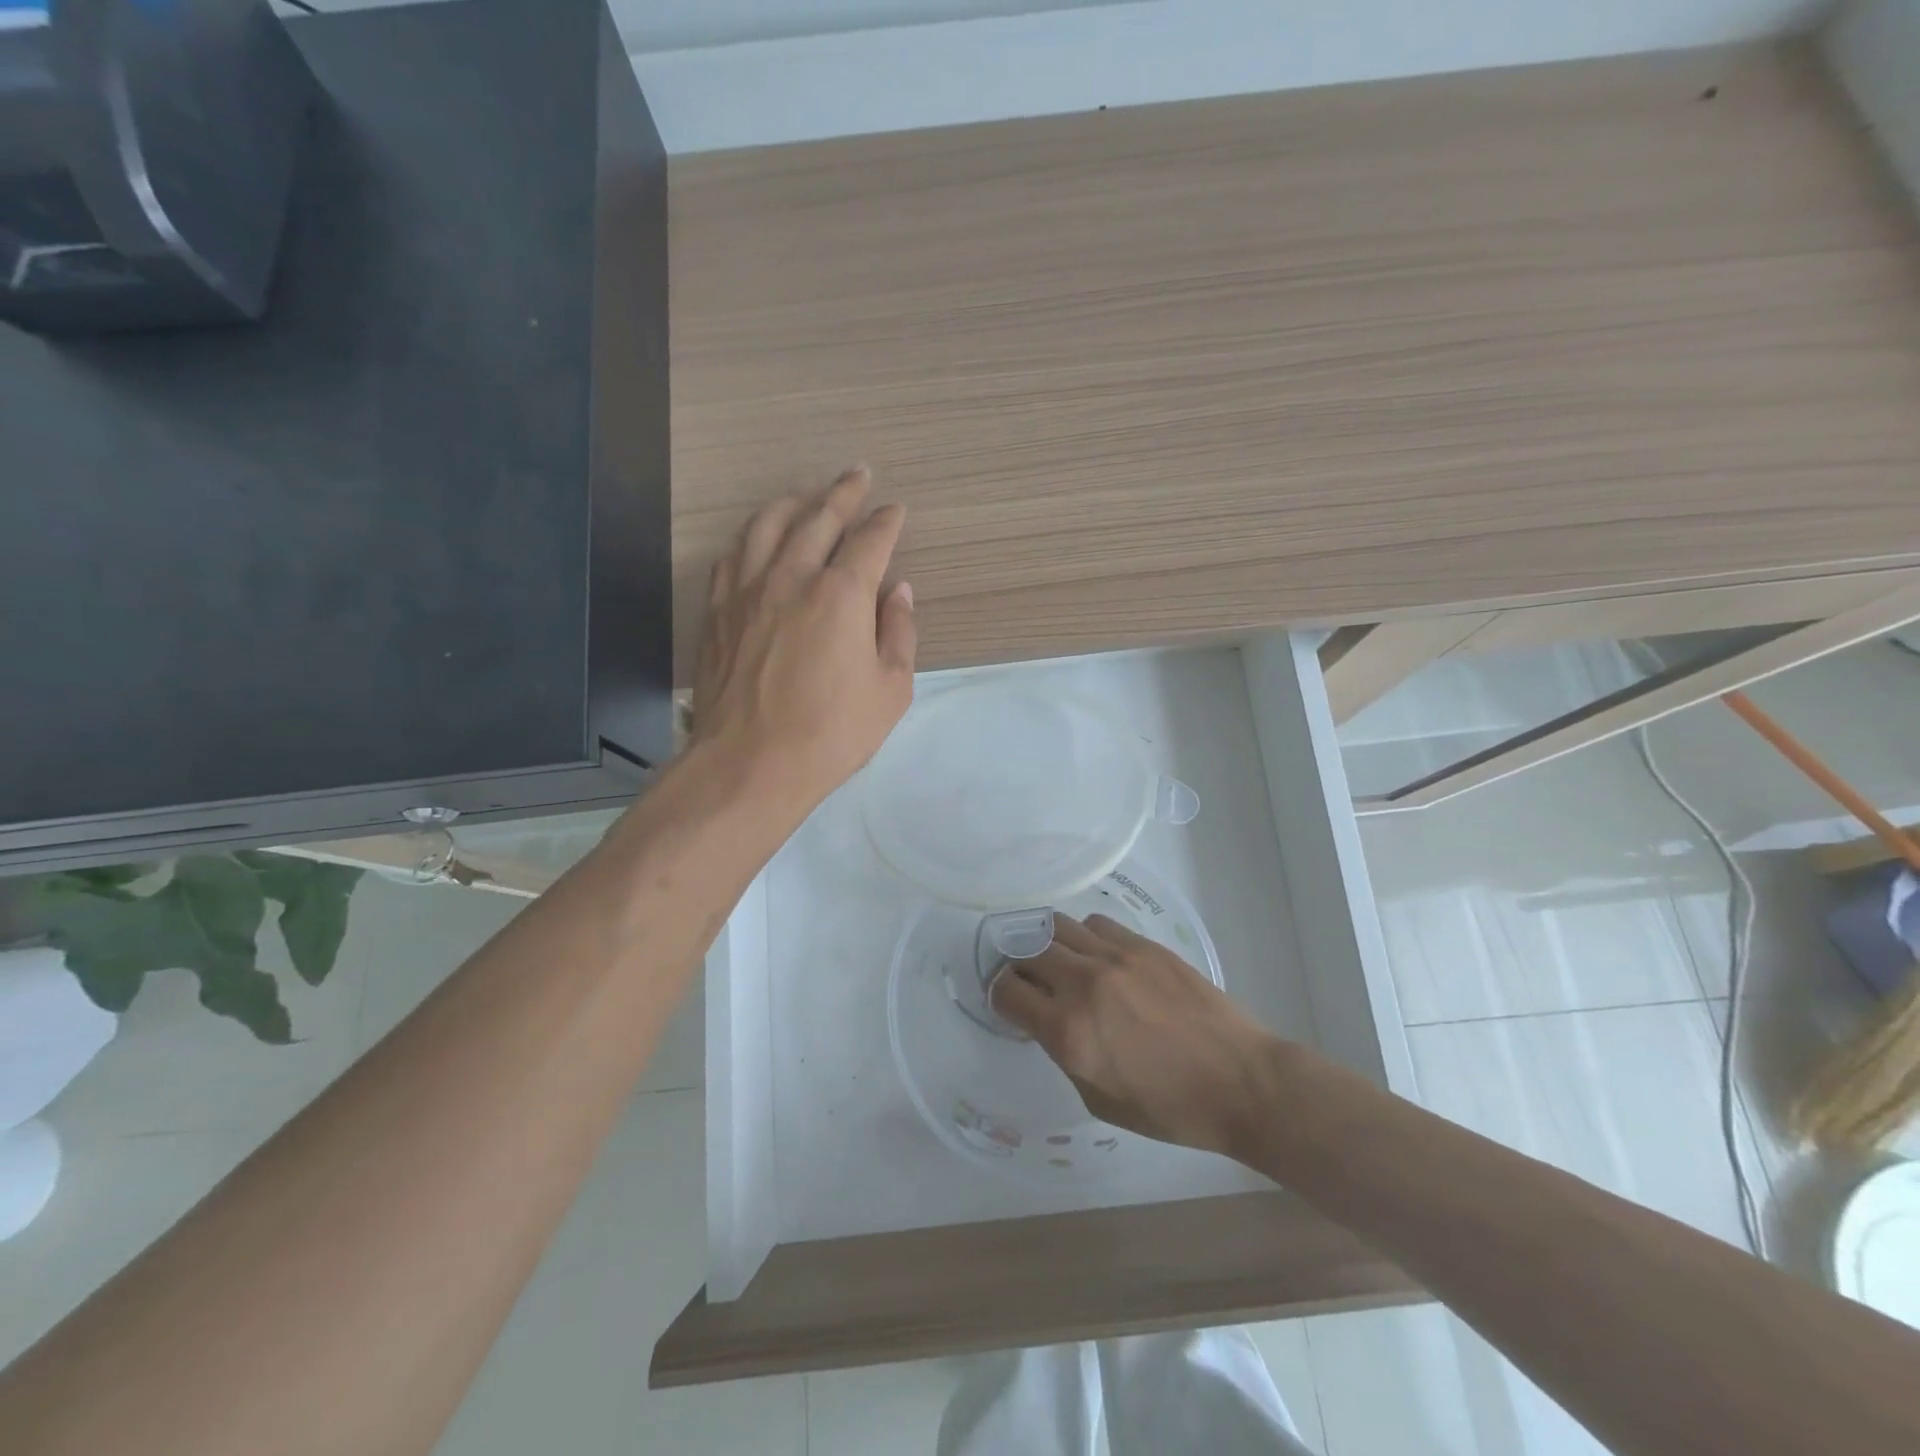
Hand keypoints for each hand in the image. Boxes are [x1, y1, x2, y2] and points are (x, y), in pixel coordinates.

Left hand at [693, 467, 916, 812]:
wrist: (750, 763)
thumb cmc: (831, 732)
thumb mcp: (890, 690)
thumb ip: (899, 633)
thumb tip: (899, 592)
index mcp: (841, 594)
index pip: (869, 542)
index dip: (886, 522)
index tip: (895, 510)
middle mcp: (792, 577)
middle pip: (818, 518)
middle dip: (842, 493)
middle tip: (856, 475)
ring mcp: (747, 591)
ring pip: (767, 526)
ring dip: (792, 502)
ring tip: (806, 494)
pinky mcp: (718, 612)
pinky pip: (733, 557)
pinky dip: (751, 538)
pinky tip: (757, 539)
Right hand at [990, 913, 1284, 1157]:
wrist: (1240, 1081)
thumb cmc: (1170, 1108)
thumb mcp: (1099, 1099)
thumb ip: (1064, 1053)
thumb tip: (1049, 1020)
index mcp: (1068, 1031)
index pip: (1007, 992)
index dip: (999, 996)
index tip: (1008, 1002)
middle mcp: (1083, 984)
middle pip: (1025, 951)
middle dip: (1017, 966)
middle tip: (1027, 980)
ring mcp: (1114, 957)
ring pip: (1056, 927)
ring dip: (1047, 944)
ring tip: (1058, 961)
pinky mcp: (1142, 944)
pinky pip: (1094, 924)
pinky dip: (1084, 937)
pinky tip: (1096, 956)